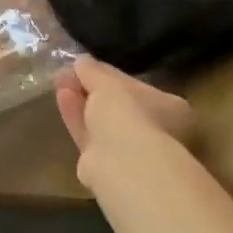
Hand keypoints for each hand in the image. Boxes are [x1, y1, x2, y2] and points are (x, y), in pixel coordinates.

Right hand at [56, 57, 195, 185]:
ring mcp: (135, 155)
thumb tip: (82, 61)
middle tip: (69, 75)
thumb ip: (94, 70)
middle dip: (93, 91)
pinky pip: (91, 138)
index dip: (110, 77)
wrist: (125, 165)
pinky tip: (63, 100)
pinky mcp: (110, 170)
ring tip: (59, 83)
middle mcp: (160, 135)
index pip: (139, 89)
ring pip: (103, 125)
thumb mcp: (108, 82)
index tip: (87, 67)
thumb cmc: (129, 114)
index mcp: (173, 111)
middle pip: (120, 109)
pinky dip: (77, 119)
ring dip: (82, 103)